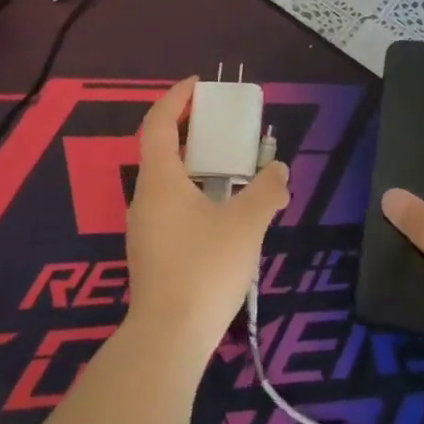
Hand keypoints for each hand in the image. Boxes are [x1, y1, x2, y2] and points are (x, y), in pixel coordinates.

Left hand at [125, 78, 288, 359]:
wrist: (168, 339)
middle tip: (220, 124)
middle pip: (160, 150)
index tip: (198, 85)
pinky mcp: (151, 254)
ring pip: (167, 182)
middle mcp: (145, 198)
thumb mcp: (247, 225)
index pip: (158, 124)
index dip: (175, 98)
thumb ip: (267, 191)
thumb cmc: (204, 269)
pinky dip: (193, 194)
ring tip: (230, 168)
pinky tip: (222, 214)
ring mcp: (144, 228)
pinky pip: (171, 208)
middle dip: (188, 130)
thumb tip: (279, 170)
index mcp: (160, 180)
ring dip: (193, 166)